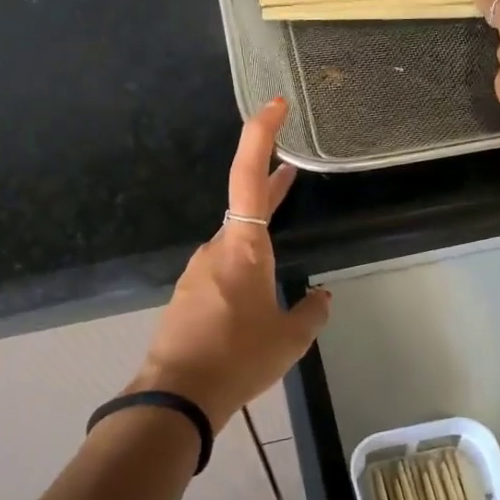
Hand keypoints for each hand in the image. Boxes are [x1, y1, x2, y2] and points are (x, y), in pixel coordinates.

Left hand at [131, 97, 330, 432]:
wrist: (178, 394)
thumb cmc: (239, 359)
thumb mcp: (290, 339)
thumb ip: (311, 312)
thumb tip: (321, 296)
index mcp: (244, 248)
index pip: (249, 177)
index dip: (261, 136)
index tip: (275, 105)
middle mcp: (217, 248)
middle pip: (244, 202)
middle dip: (270, 180)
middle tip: (294, 164)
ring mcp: (198, 270)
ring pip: (234, 237)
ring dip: (258, 227)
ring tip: (283, 227)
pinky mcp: (189, 293)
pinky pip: (222, 265)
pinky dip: (244, 260)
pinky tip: (257, 287)